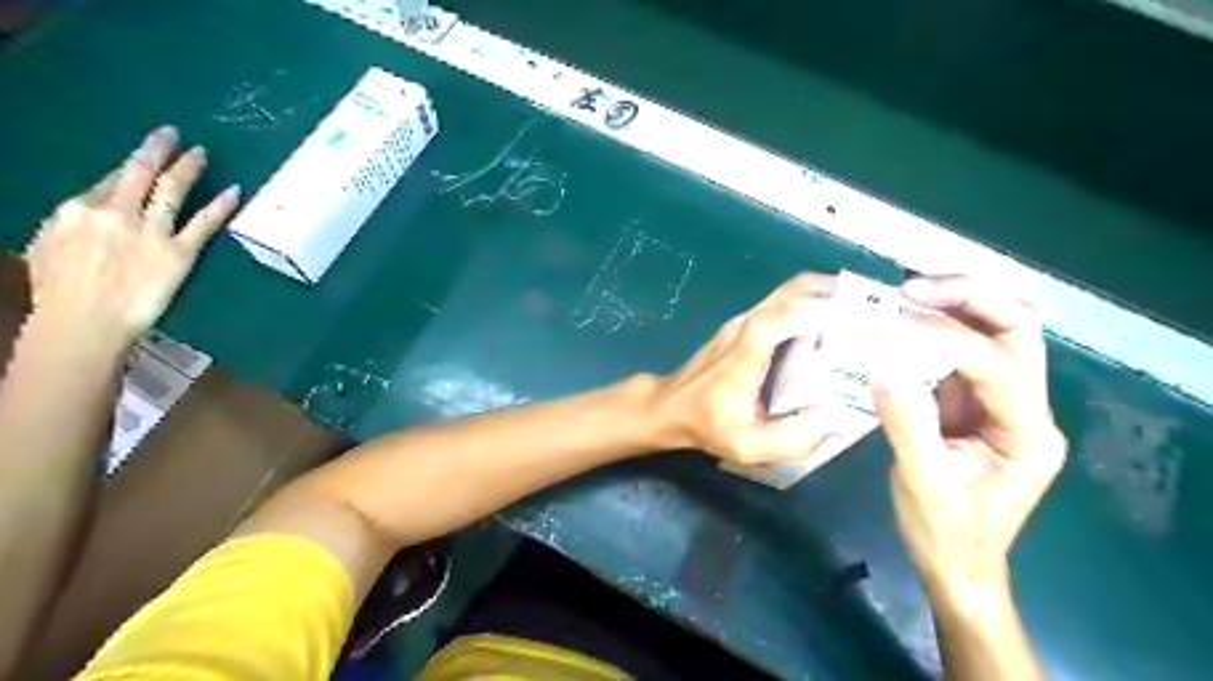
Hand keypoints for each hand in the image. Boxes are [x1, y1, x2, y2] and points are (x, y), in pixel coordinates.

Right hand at [23, 123, 238, 346]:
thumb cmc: (59, 291)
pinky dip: (221, 205)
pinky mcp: (180, 253)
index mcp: (77, 209)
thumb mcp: (49, 247)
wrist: (85, 321)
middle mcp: (116, 213)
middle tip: (173, 133)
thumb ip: (75, 224)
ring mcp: (151, 232)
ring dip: (189, 168)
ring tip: (202, 153)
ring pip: (173, 190)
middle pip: (140, 173)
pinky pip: (204, 223)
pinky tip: (235, 191)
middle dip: (158, 150)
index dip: (133, 168)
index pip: (112, 180)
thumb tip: (91, 210)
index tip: (147, 156)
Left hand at [654, 273, 849, 463]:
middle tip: (875, 310)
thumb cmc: (706, 425)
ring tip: (863, 315)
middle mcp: (744, 328)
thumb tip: (836, 419)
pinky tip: (832, 327)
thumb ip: (791, 439)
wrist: (669, 407)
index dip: (811, 308)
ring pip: (787, 293)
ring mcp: (742, 322)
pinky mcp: (744, 324)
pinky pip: (782, 304)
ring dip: (825, 295)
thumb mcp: (747, 446)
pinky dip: (810, 305)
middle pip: (789, 292)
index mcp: (743, 355)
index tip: (856, 313)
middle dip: (833, 292)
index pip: (774, 317)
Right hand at [874, 275, 1062, 583]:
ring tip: (904, 297)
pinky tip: (899, 326)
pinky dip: (932, 331)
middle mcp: (1025, 408)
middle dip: (968, 299)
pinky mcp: (971, 403)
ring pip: (994, 333)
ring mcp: (1000, 403)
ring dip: (953, 307)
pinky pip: (959, 354)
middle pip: (1017, 330)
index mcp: (1028, 433)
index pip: (998, 366)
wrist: (956, 563)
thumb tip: (880, 368)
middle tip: (911, 289)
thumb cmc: (946, 532)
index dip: (949, 338)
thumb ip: (907, 424)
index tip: (895, 325)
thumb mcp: (924, 482)